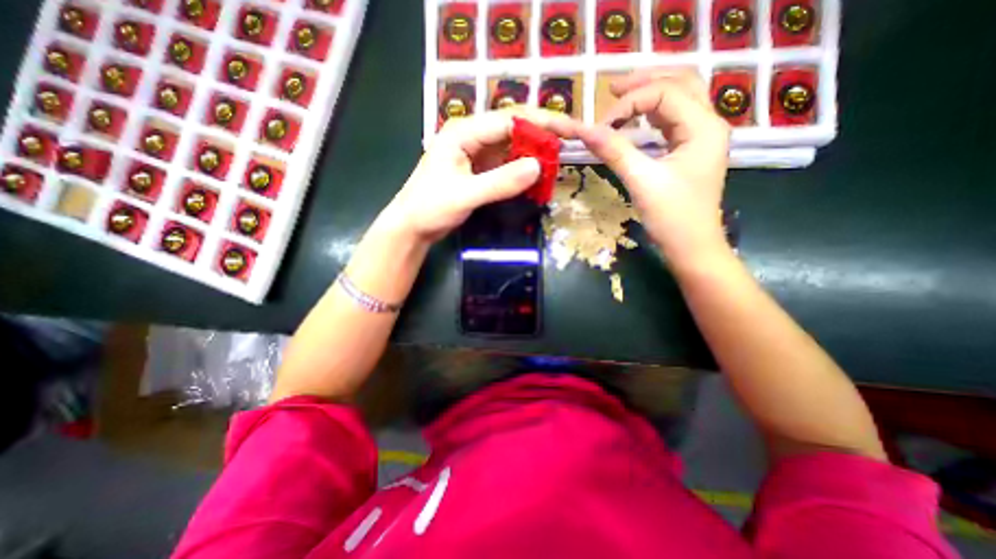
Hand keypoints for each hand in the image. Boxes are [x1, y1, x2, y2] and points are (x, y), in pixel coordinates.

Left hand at [382, 111, 557, 244]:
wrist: (413, 226)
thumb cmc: (430, 207)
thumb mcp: (465, 195)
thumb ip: (500, 182)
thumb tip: (537, 167)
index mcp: (463, 132)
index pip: (509, 120)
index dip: (541, 123)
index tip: (569, 131)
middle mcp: (472, 137)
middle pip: (514, 129)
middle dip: (542, 135)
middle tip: (571, 144)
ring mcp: (476, 154)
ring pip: (512, 147)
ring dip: (534, 154)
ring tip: (558, 161)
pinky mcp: (480, 170)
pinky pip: (507, 164)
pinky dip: (523, 170)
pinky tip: (537, 176)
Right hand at [576, 69, 729, 268]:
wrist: (692, 247)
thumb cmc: (672, 217)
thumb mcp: (641, 182)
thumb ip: (615, 152)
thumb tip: (585, 131)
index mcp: (703, 127)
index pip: (664, 93)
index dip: (629, 104)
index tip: (601, 126)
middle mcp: (708, 124)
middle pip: (680, 82)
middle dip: (644, 81)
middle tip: (611, 89)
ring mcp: (700, 137)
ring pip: (679, 98)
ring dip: (650, 93)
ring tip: (620, 97)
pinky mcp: (690, 151)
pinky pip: (673, 120)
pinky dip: (652, 114)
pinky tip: (635, 120)